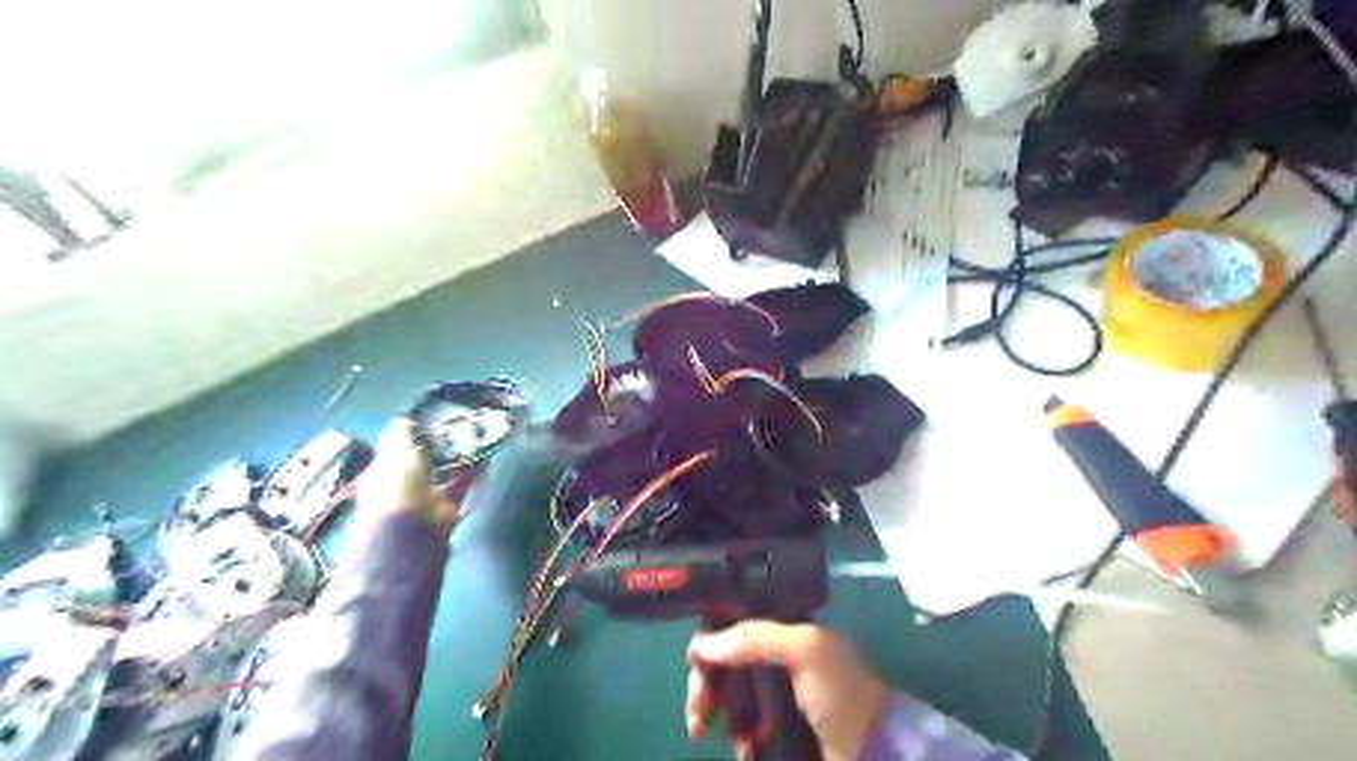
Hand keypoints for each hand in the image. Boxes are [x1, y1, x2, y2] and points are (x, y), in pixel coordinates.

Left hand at [354, 418, 475, 530]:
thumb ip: (402, 435)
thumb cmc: (397, 491)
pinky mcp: (448, 510)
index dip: (413, 434)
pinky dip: (474, 474)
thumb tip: (405, 418)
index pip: (396, 449)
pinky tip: (486, 460)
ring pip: (445, 474)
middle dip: (440, 447)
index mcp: (380, 472)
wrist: (411, 537)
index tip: (433, 420)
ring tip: (478, 440)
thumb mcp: (396, 455)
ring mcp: (425, 500)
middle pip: (423, 461)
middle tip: (460, 428)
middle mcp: (401, 486)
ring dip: (460, 459)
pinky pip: (462, 487)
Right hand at [690, 623, 893, 760]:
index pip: (734, 621)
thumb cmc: (841, 692)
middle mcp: (775, 656)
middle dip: (705, 686)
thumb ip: (754, 637)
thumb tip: (701, 645)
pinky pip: (742, 727)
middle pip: (723, 660)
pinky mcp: (775, 727)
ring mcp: (775, 694)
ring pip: (728, 695)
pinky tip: (746, 751)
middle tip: (698, 717)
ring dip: (717, 716)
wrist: (875, 752)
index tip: (695, 663)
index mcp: (785, 628)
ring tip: (731, 739)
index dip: (710, 639)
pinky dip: (738, 739)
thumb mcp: (805, 650)